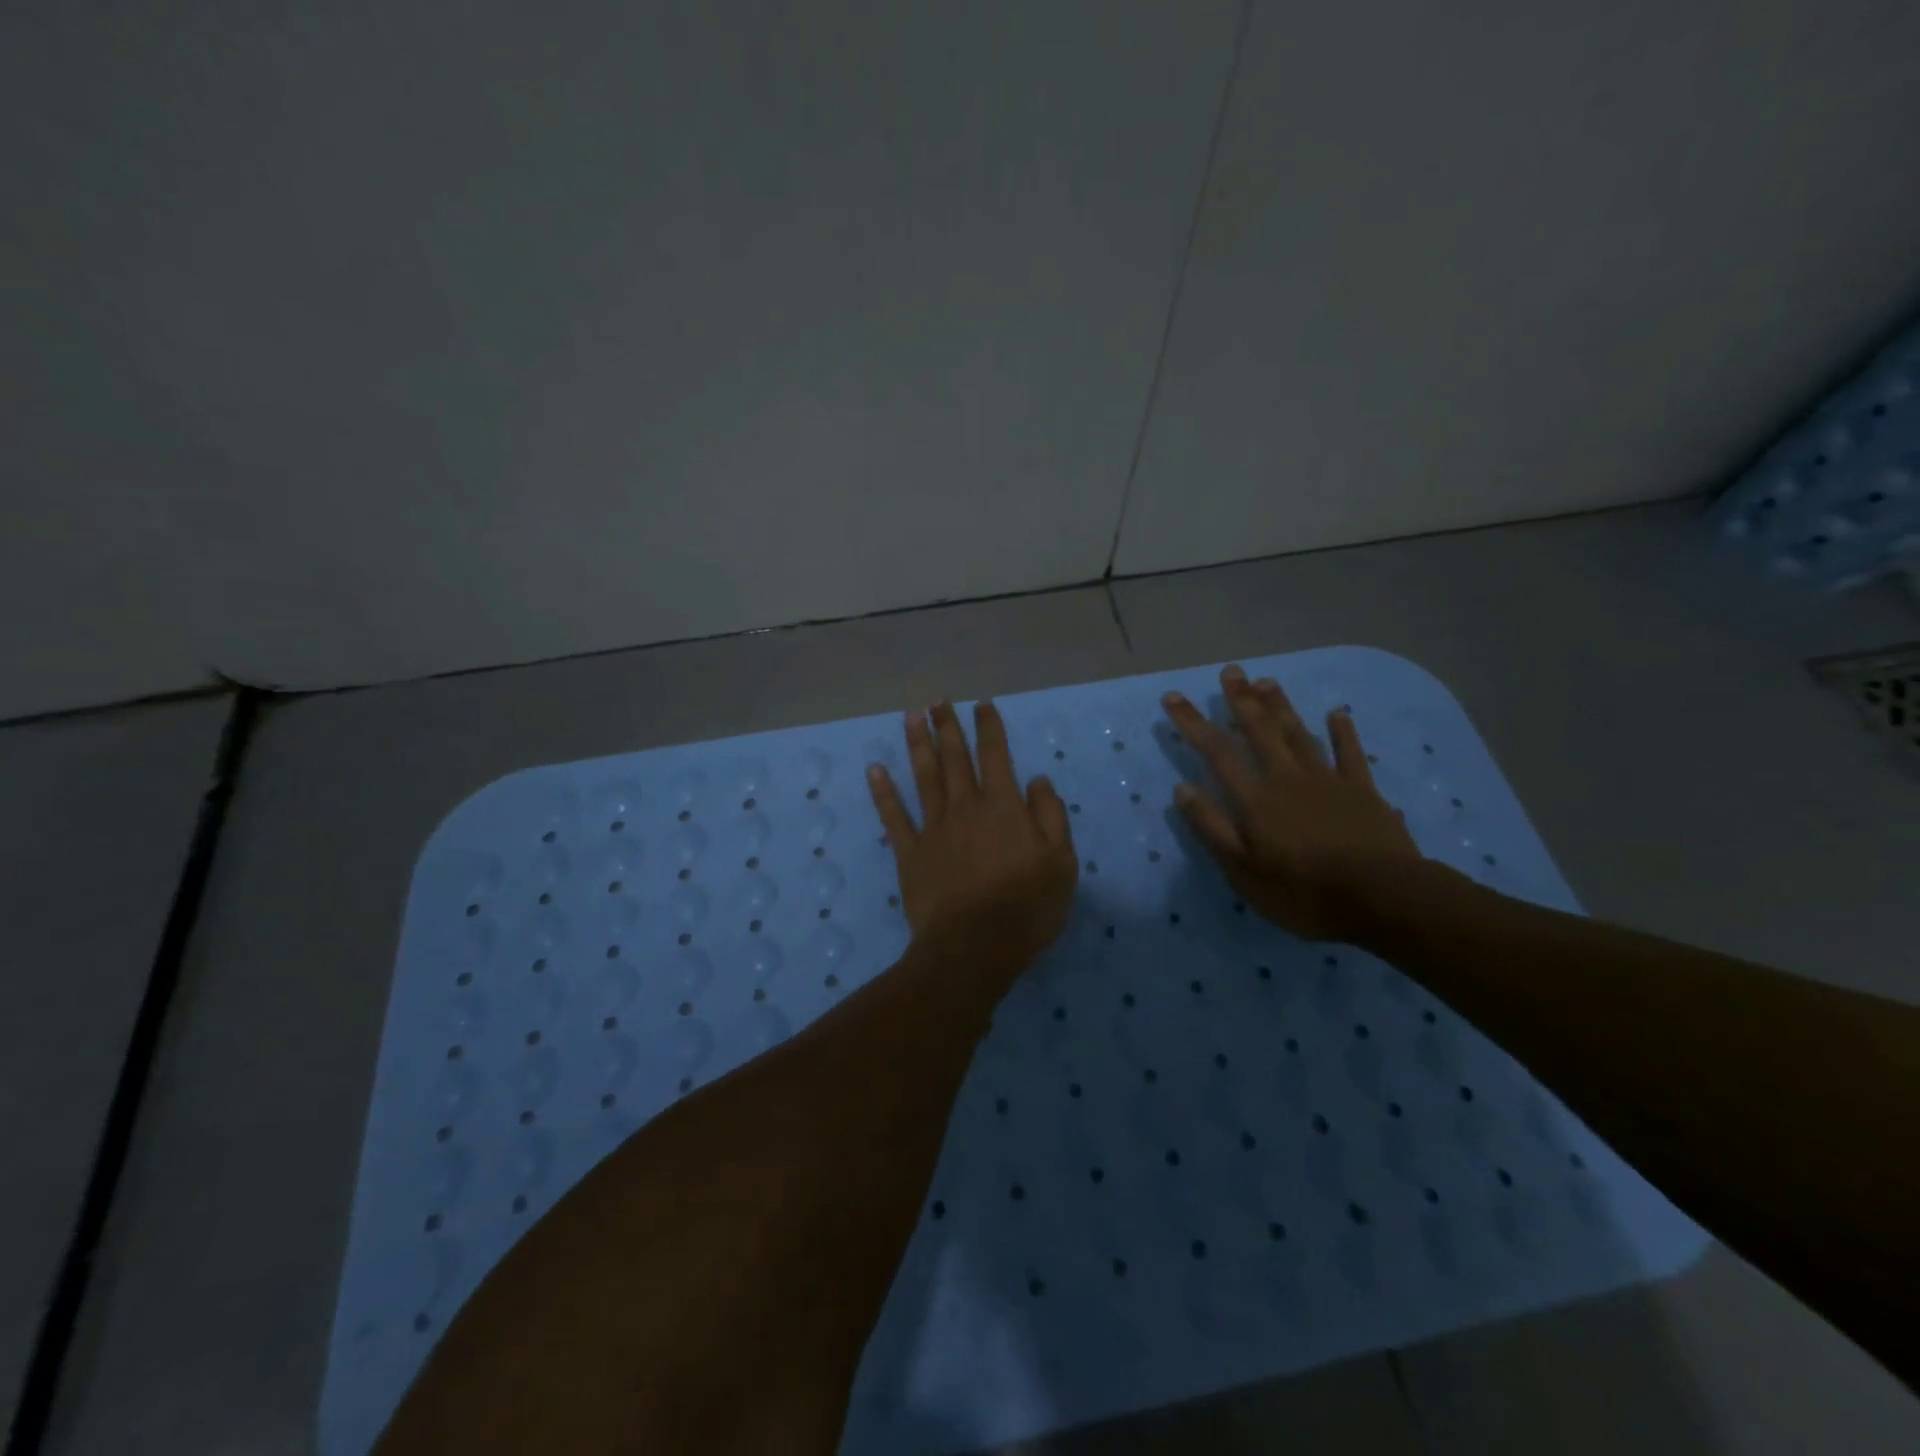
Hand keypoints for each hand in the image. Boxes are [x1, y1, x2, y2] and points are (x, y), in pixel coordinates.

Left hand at [867, 701, 1078, 978]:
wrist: (974, 947)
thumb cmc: (1026, 908)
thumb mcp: (1061, 864)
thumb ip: (1050, 817)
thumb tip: (1037, 781)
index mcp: (1003, 807)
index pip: (996, 756)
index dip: (989, 728)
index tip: (981, 705)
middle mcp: (965, 807)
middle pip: (955, 758)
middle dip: (947, 726)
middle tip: (937, 700)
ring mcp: (934, 828)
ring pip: (924, 777)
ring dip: (917, 744)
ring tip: (911, 716)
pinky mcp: (910, 853)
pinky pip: (894, 816)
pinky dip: (883, 792)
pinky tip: (875, 770)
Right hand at [1161, 665, 1421, 942]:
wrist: (1381, 898)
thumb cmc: (1302, 891)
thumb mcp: (1242, 870)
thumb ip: (1211, 827)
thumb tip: (1182, 788)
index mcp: (1255, 799)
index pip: (1216, 752)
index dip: (1193, 722)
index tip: (1174, 697)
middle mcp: (1287, 778)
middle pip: (1260, 732)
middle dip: (1241, 700)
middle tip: (1231, 671)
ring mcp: (1327, 781)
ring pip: (1298, 734)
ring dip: (1281, 707)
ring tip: (1266, 682)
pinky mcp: (1362, 791)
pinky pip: (1349, 754)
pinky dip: (1342, 732)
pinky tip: (1336, 714)